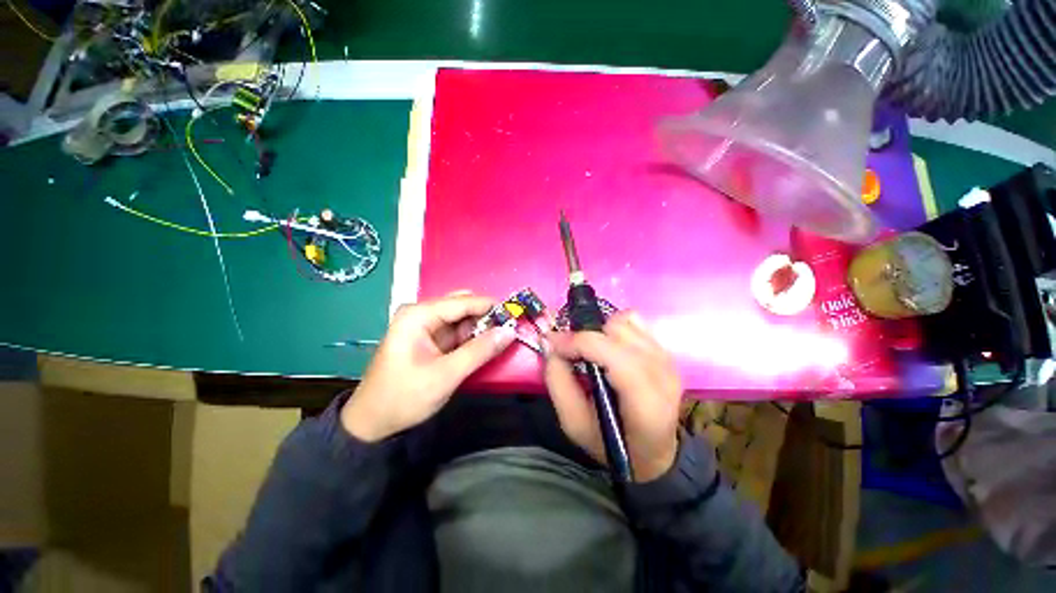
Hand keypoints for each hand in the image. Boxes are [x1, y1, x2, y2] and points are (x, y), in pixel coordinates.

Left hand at [341, 293, 515, 441]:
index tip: (515, 315)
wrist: (372, 423)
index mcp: (419, 315)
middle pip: (462, 307)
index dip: (490, 307)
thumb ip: (480, 351)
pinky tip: (484, 346)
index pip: (462, 302)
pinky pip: (456, 332)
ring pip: (462, 319)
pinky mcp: (429, 339)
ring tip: (501, 339)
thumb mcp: (446, 375)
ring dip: (481, 328)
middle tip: (509, 329)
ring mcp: (425, 326)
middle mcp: (421, 314)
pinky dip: (472, 338)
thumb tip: (509, 331)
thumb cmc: (404, 396)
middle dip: (486, 317)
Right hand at [545, 311, 682, 482]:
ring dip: (601, 332)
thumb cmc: (611, 443)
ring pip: (626, 321)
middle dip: (587, 336)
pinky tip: (610, 348)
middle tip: (572, 352)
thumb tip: (550, 343)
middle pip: (617, 330)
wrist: (653, 452)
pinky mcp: (665, 351)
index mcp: (644, 400)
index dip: (577, 341)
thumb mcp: (574, 423)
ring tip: (593, 352)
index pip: (611, 353)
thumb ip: (557, 382)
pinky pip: (636, 321)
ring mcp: (667, 359)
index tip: (553, 343)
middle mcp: (662, 372)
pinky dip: (616, 328)